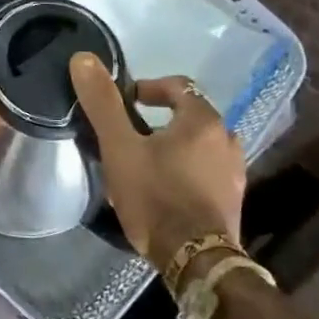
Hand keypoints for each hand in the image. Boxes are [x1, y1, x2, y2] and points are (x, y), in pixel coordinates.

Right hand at [69, 53, 246, 271]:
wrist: (195, 261)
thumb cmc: (156, 196)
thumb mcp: (120, 147)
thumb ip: (103, 103)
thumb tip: (84, 57)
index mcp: (203, 120)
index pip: (179, 86)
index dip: (149, 88)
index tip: (126, 102)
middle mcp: (227, 140)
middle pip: (191, 115)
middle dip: (161, 119)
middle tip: (131, 135)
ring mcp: (235, 173)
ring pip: (201, 145)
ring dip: (176, 146)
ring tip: (147, 162)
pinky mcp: (233, 201)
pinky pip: (208, 170)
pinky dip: (188, 169)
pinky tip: (166, 188)